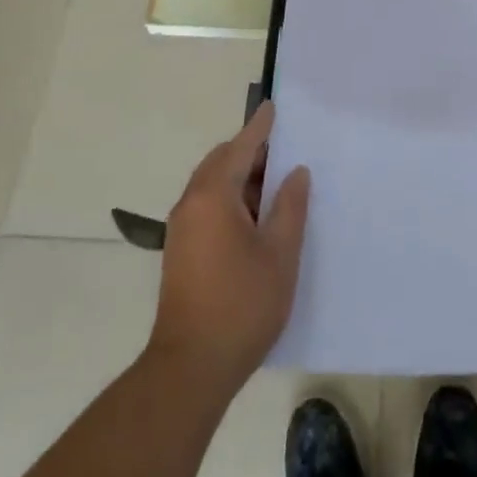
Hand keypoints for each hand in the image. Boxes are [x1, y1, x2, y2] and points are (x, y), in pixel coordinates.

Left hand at [149, 104, 310, 393]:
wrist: (190, 368)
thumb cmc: (241, 305)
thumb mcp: (280, 253)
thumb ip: (290, 207)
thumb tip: (295, 173)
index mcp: (213, 196)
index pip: (240, 148)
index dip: (260, 128)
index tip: (273, 108)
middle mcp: (191, 204)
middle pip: (221, 163)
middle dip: (250, 153)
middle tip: (284, 151)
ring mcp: (181, 229)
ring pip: (213, 186)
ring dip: (241, 179)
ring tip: (276, 186)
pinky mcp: (180, 252)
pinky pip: (207, 206)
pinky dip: (230, 199)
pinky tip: (255, 218)